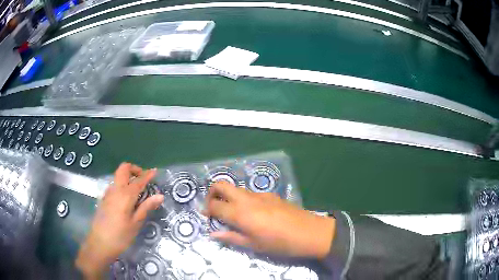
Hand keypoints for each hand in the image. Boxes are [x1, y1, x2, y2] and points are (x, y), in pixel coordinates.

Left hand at [75, 163, 163, 278]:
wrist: (100, 242)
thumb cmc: (121, 235)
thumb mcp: (136, 223)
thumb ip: (146, 207)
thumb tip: (160, 196)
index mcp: (125, 195)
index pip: (139, 180)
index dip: (147, 175)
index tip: (155, 171)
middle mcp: (116, 189)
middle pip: (124, 169)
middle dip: (134, 169)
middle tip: (143, 178)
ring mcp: (108, 193)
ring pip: (118, 176)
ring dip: (128, 177)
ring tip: (137, 190)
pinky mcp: (104, 198)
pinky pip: (114, 185)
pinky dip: (122, 185)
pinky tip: (127, 199)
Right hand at [204, 181, 335, 258]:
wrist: (308, 232)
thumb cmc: (279, 243)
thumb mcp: (253, 245)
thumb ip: (231, 238)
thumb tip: (213, 234)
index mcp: (240, 213)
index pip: (214, 205)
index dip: (207, 210)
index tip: (207, 216)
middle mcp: (247, 199)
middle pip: (222, 185)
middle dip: (212, 193)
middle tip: (214, 207)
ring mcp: (260, 194)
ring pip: (237, 188)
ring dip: (229, 196)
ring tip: (233, 213)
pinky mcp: (271, 194)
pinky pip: (251, 193)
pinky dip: (244, 199)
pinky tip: (253, 213)